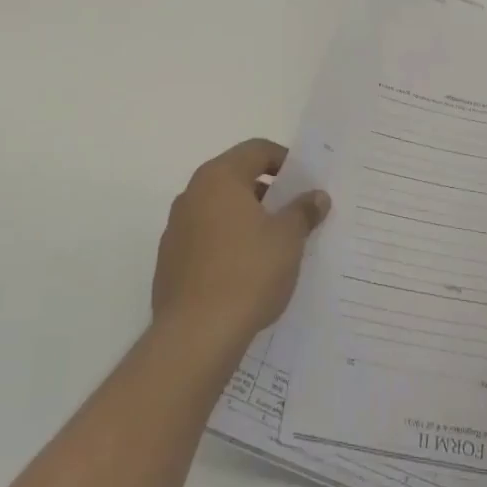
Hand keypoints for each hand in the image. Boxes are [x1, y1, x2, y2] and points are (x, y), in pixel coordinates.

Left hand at [152, 139, 329, 354]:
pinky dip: (228, 244)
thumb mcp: (288, 238)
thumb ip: (303, 211)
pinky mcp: (170, 262)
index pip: (256, 150)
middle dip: (267, 192)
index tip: (305, 184)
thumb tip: (316, 196)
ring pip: (220, 210)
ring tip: (275, 245)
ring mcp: (176, 229)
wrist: (196, 336)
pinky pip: (206, 239)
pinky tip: (247, 271)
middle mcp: (192, 194)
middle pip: (236, 178)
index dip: (285, 161)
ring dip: (247, 219)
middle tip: (295, 214)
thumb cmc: (248, 272)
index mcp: (219, 177)